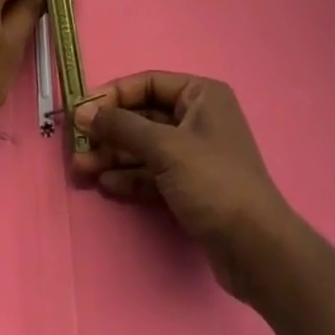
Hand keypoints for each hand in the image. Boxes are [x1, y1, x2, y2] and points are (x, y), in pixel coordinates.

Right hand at [73, 71, 297, 297]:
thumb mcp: (165, 148)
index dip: (113, 96)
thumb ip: (123, 127)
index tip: (81, 112)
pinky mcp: (191, 187)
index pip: (147, 84)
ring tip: (82, 169)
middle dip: (110, 131)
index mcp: (200, 95)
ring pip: (146, 147)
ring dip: (115, 156)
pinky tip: (106, 185)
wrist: (257, 251)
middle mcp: (198, 118)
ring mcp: (195, 154)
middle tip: (77, 146)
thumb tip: (84, 111)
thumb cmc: (213, 182)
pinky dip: (130, 177)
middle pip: (144, 116)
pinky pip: (154, 173)